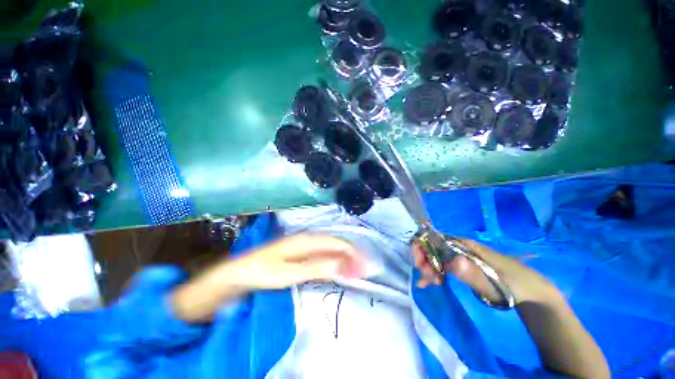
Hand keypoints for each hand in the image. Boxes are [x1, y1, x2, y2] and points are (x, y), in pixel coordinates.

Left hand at [230, 234, 366, 289]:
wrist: (238, 273)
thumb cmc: (262, 272)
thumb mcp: (289, 272)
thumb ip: (317, 267)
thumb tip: (344, 263)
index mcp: (306, 240)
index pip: (336, 242)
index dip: (352, 253)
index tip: (364, 266)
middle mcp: (308, 239)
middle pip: (335, 243)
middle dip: (351, 254)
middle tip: (363, 270)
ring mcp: (303, 245)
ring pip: (330, 248)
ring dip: (343, 257)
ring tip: (355, 269)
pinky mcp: (300, 253)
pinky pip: (322, 253)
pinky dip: (333, 260)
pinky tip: (337, 267)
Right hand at [413, 239, 558, 304]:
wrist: (532, 292)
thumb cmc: (516, 284)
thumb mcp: (497, 283)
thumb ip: (474, 275)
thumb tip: (452, 262)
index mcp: (466, 245)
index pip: (436, 239)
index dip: (423, 247)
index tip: (420, 263)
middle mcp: (460, 248)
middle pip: (433, 248)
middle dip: (424, 259)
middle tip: (426, 276)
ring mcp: (461, 258)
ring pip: (436, 258)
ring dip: (428, 268)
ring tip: (427, 282)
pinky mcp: (463, 268)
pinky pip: (443, 267)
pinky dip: (434, 274)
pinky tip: (427, 283)